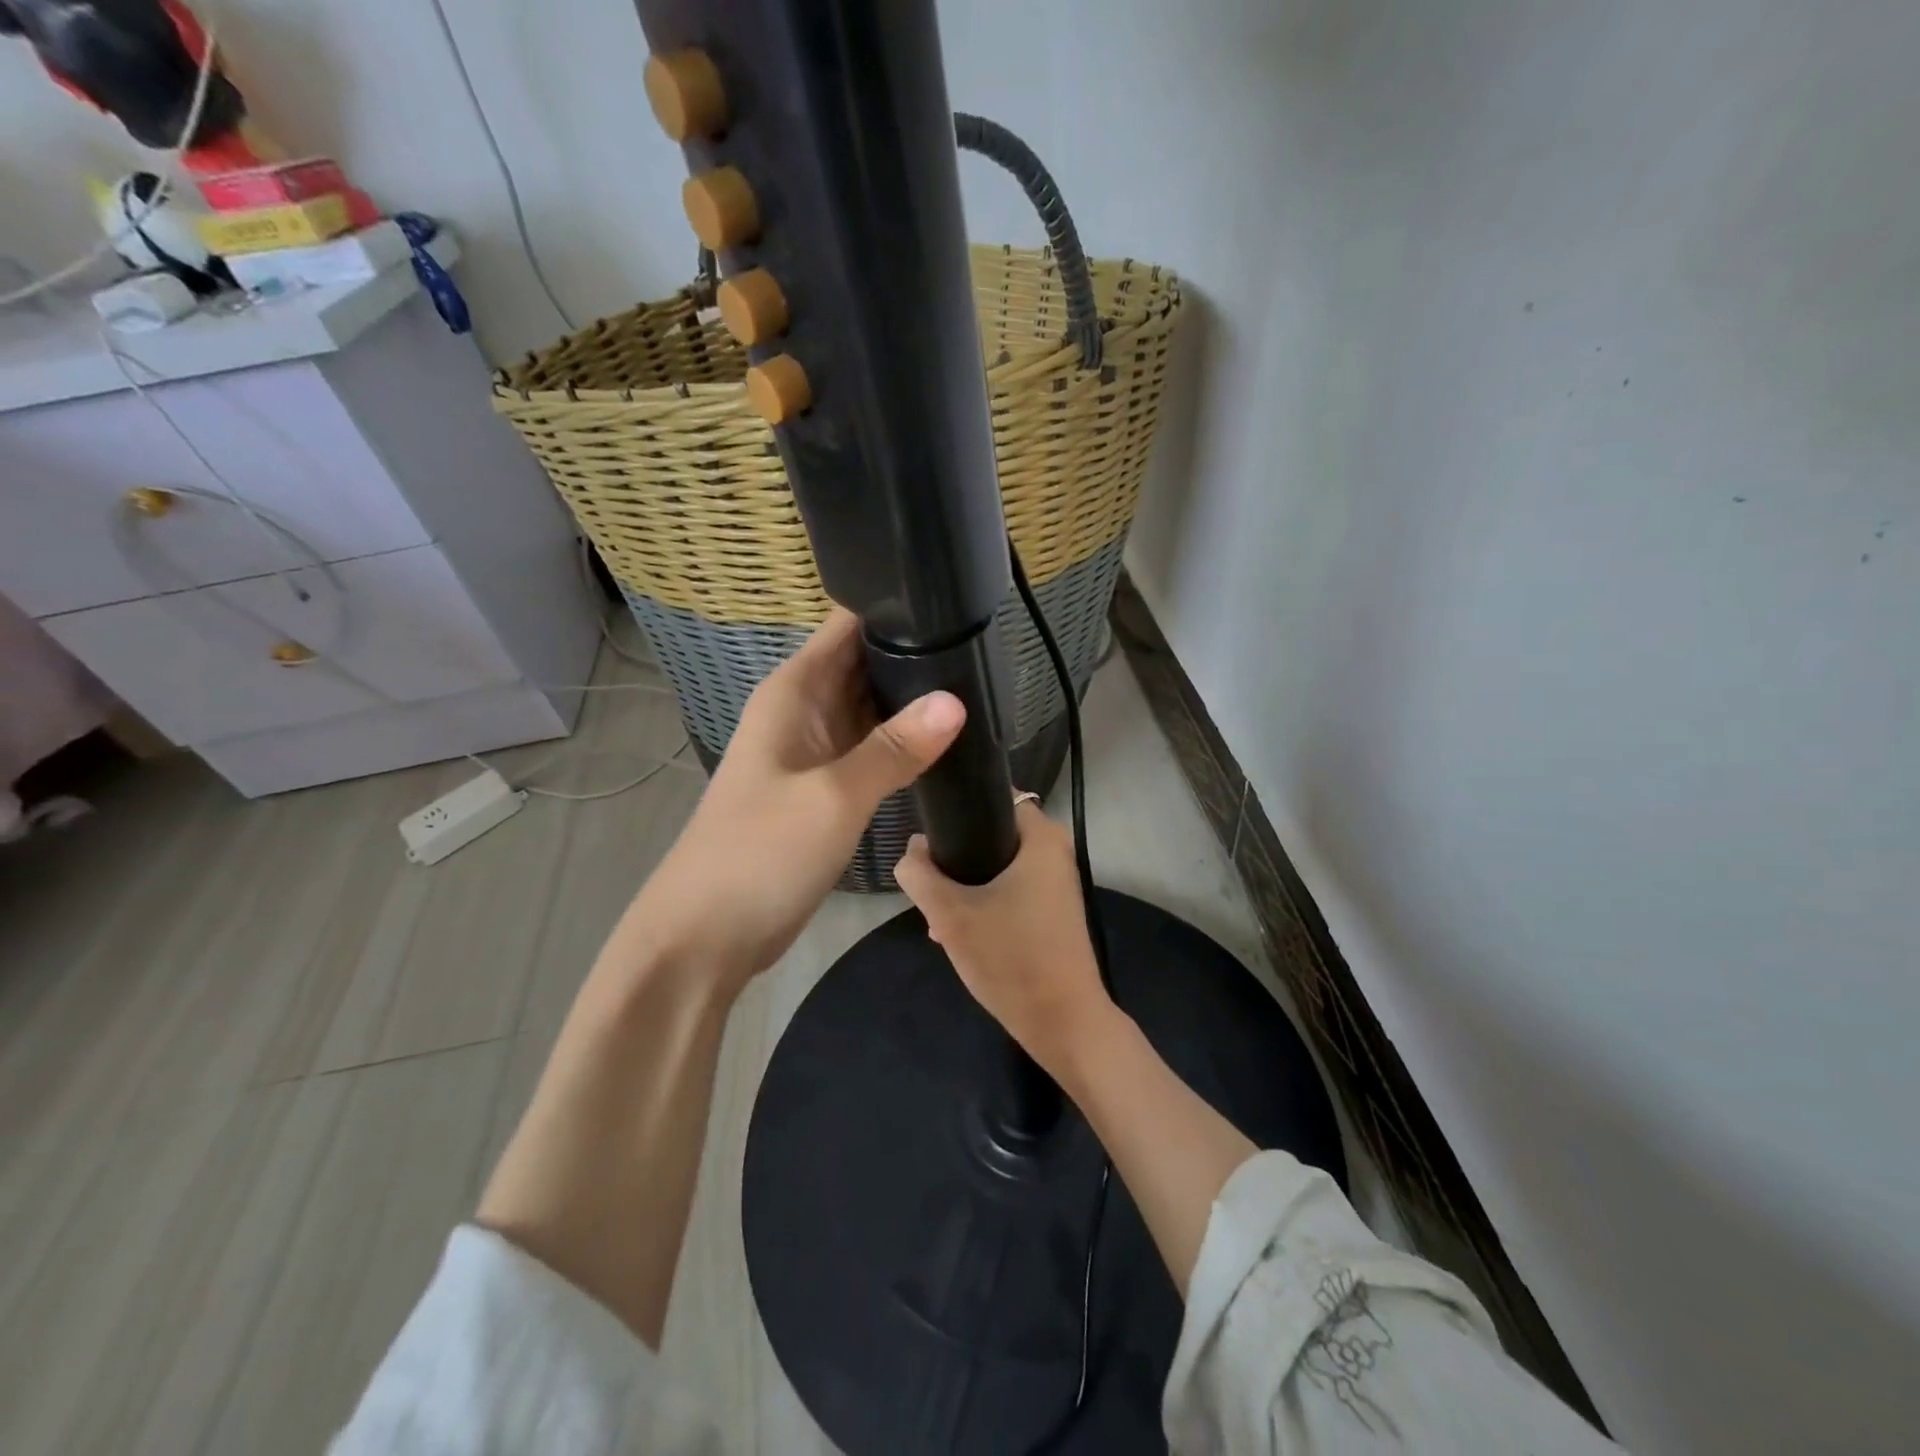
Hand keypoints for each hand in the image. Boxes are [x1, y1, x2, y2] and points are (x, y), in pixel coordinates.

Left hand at [629, 608, 964, 993]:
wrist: (705, 935)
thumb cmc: (759, 853)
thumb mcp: (834, 797)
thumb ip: (895, 749)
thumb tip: (955, 701)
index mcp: (795, 689)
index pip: (849, 624)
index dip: (898, 607)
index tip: (957, 606)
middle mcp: (805, 708)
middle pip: (866, 662)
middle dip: (918, 653)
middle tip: (985, 651)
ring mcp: (815, 749)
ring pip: (872, 707)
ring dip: (914, 700)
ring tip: (981, 688)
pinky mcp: (825, 787)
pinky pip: (871, 748)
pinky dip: (903, 743)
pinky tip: (947, 741)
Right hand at [894, 799, 1114, 1075]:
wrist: (1063, 1022)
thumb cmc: (1011, 958)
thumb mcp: (950, 914)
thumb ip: (920, 874)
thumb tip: (912, 849)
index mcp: (1041, 837)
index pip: (994, 797)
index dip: (959, 810)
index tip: (930, 833)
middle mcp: (1056, 852)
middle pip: (991, 835)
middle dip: (957, 858)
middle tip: (930, 885)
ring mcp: (1057, 884)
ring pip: (998, 868)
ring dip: (966, 887)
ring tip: (938, 917)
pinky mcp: (1053, 912)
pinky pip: (1011, 892)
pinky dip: (986, 904)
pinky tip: (958, 934)